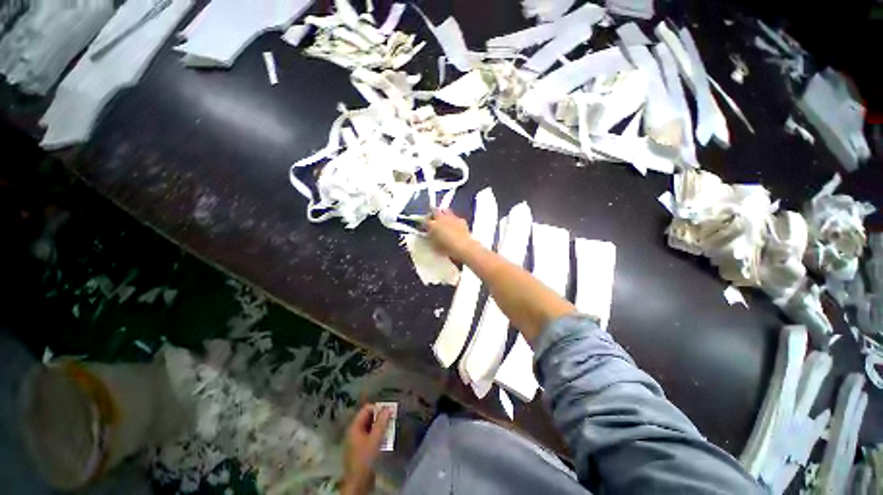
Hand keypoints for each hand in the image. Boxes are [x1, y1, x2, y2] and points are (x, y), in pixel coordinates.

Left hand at [341, 404, 391, 494]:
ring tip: (391, 429)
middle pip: (369, 417)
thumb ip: (381, 423)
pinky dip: (379, 435)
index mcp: (355, 427)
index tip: (389, 411)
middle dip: (381, 417)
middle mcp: (355, 431)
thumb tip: (388, 408)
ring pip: (371, 427)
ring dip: (381, 427)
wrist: (358, 483)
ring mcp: (358, 440)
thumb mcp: (375, 439)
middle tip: (392, 419)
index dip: (378, 408)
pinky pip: (372, 436)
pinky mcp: (362, 449)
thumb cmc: (365, 459)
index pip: (366, 409)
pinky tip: (387, 439)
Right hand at [425, 209, 477, 262]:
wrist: (463, 246)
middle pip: (435, 211)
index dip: (424, 223)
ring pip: (445, 211)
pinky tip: (455, 225)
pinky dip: (454, 220)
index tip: (424, 226)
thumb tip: (429, 235)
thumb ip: (430, 238)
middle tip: (433, 219)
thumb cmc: (446, 248)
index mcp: (432, 225)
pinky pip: (455, 217)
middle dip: (433, 213)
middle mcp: (441, 218)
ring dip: (443, 213)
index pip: (425, 220)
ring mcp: (452, 217)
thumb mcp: (434, 246)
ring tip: (443, 220)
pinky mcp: (461, 220)